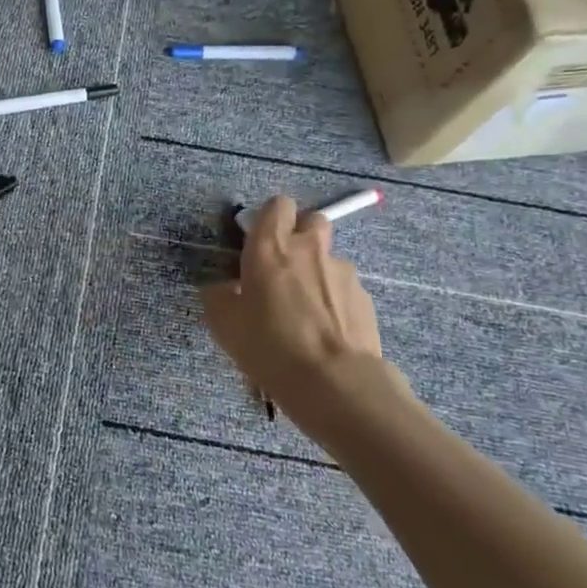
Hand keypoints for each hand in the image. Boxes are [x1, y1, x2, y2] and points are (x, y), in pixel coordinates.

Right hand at [201, 197, 406, 436]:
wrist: (334, 382)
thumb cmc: (269, 346)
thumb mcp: (224, 324)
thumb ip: (221, 296)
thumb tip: (226, 289)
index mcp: (270, 246)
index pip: (277, 205)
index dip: (271, 218)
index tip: (261, 242)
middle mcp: (309, 249)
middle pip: (312, 220)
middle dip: (301, 236)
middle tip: (286, 269)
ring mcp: (342, 272)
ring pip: (330, 259)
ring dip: (319, 274)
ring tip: (308, 313)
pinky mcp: (365, 298)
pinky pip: (346, 290)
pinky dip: (337, 302)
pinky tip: (328, 333)